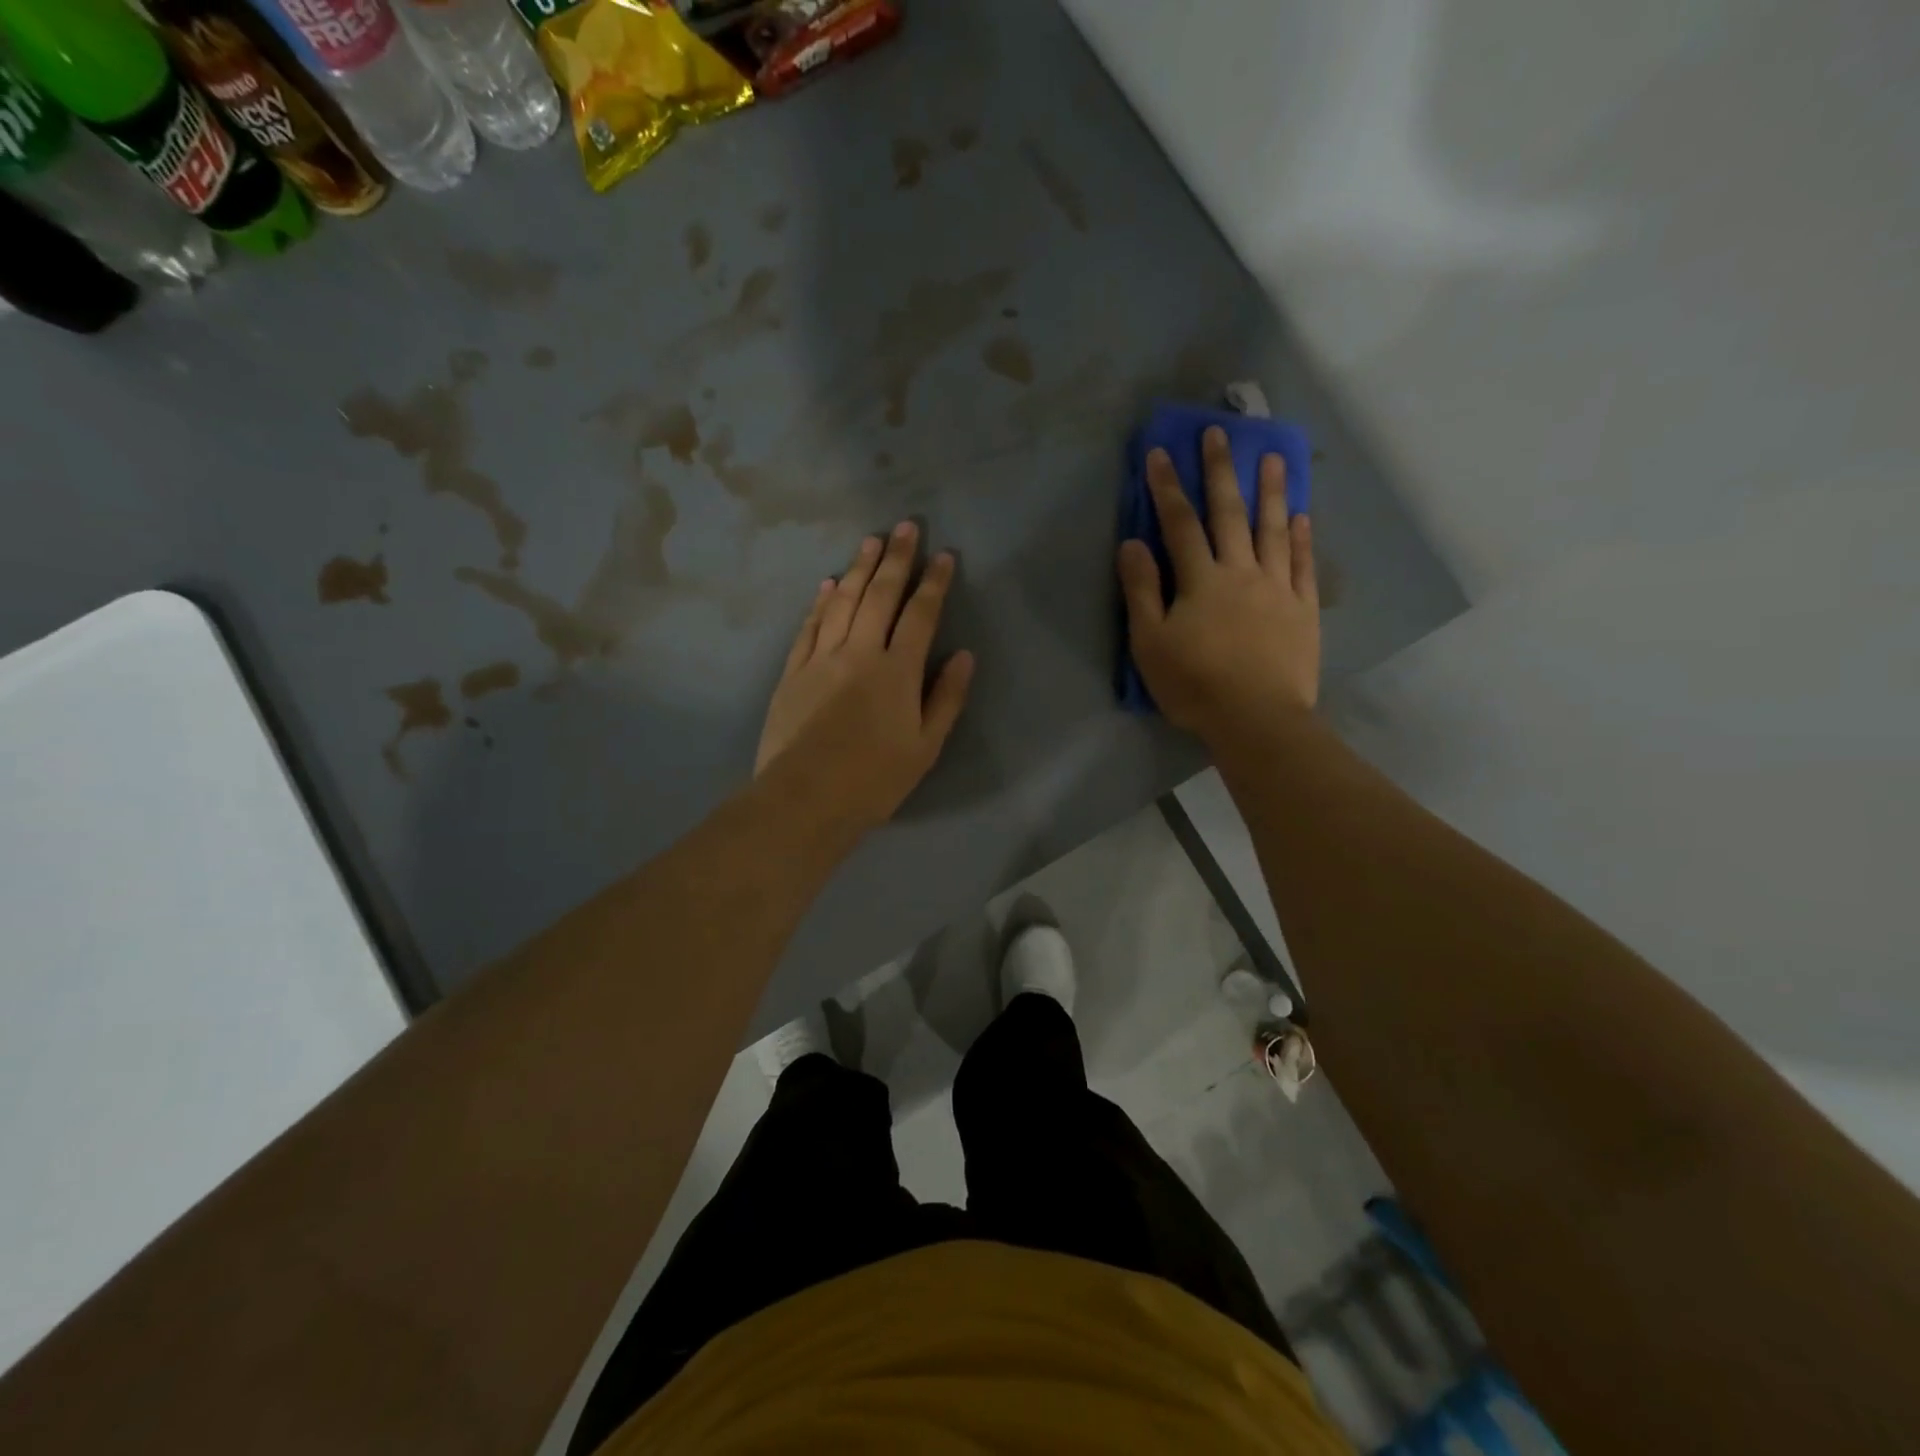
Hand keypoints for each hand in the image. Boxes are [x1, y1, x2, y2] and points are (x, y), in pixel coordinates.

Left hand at [756, 521, 974, 832]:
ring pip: (842, 602)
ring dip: (858, 569)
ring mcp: (821, 658)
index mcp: (897, 671)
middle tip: (905, 526)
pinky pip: (809, 626)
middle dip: (896, 558)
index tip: (943, 555)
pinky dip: (820, 602)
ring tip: (870, 542)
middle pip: (880, 595)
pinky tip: (827, 584)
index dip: (934, 583)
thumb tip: (964, 656)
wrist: (804, 799)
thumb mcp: (925, 747)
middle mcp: (859, 652)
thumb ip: (946, 698)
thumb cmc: (874, 780)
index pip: (920, 614)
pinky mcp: (792, 671)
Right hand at [1118, 427, 1319, 742]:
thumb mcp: (1150, 643)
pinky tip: (1303, 517)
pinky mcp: (1303, 610)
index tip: (1160, 453)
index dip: (1167, 488)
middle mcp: (1241, 572)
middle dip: (1221, 471)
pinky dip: (1303, 538)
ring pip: (1274, 530)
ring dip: (1272, 491)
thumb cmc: (1194, 684)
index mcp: (1201, 580)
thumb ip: (1141, 591)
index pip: (1179, 524)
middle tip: (1220, 433)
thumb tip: (1132, 543)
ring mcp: (1278, 588)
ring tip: (1274, 457)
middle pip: (1229, 514)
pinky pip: (1304, 566)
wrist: (1256, 719)